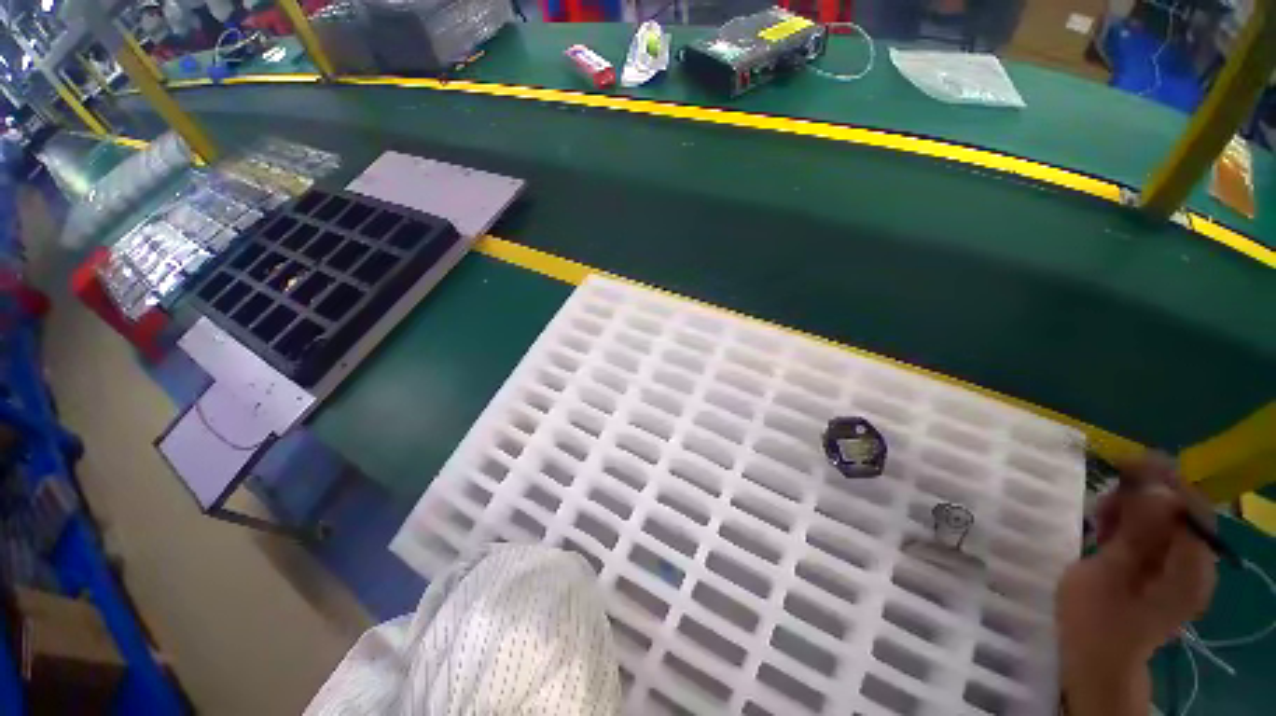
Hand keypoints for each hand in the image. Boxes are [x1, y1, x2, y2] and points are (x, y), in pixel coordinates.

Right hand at [1055, 454, 1217, 714]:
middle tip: (1103, 499)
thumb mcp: (1111, 573)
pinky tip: (1105, 528)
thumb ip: (1136, 530)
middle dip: (1143, 495)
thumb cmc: (1097, 620)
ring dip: (1132, 507)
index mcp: (1191, 569)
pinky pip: (1152, 531)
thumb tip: (1151, 483)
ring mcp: (1179, 567)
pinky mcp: (1161, 567)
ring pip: (1163, 518)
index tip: (1124, 463)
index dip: (1163, 482)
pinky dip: (1129, 521)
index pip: (1191, 509)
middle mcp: (1195, 563)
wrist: (1095, 659)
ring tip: (1100, 517)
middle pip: (1179, 510)